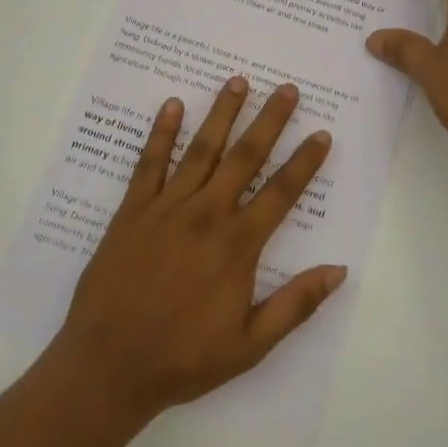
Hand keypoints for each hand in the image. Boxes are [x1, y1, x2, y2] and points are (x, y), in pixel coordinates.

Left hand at [49, 76, 344, 421]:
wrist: (109, 365)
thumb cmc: (184, 358)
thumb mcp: (251, 346)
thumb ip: (296, 305)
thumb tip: (338, 270)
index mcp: (237, 245)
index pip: (281, 193)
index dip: (305, 162)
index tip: (321, 134)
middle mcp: (206, 215)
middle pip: (245, 157)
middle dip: (269, 121)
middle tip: (286, 89)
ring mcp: (166, 208)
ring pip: (200, 150)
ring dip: (221, 114)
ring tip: (238, 81)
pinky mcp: (132, 211)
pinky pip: (150, 163)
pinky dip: (161, 133)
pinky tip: (172, 106)